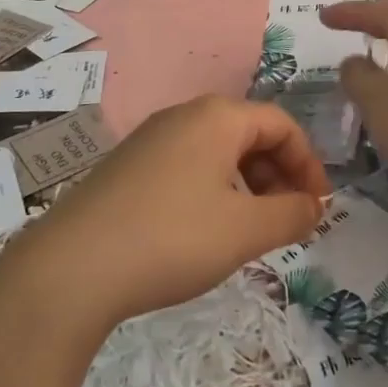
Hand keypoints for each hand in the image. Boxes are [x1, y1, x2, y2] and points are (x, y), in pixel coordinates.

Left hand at [0, 96, 329, 332]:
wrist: (70, 270)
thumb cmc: (172, 239)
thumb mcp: (245, 231)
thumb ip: (292, 215)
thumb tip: (315, 206)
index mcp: (218, 116)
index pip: (282, 125)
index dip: (309, 164)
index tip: (318, 207)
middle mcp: (184, 115)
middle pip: (250, 134)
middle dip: (278, 175)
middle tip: (287, 221)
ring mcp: (151, 139)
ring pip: (218, 152)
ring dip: (247, 186)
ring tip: (250, 231)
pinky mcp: (128, 167)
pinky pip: (188, 166)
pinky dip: (213, 191)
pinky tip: (205, 232)